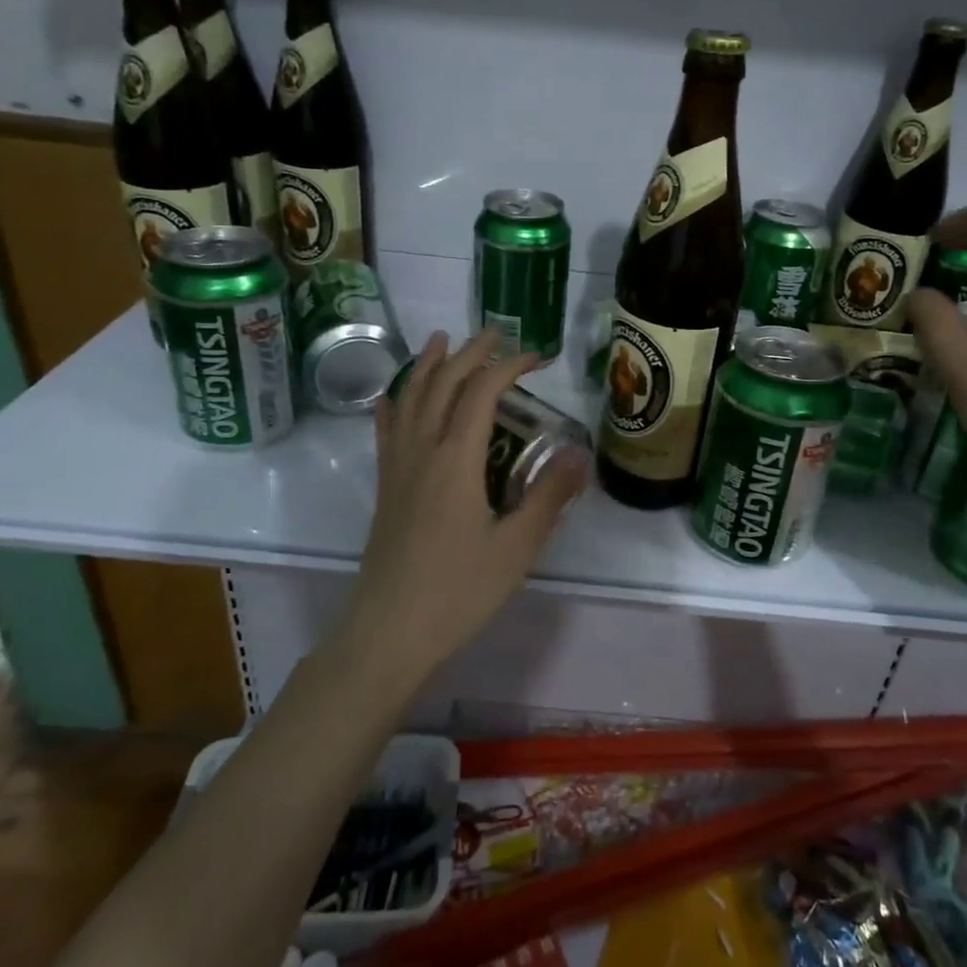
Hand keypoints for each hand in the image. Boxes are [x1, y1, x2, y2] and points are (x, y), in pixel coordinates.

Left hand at [341, 330, 588, 683]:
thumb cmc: (458, 592)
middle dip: (471, 354)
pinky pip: (386, 429)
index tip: (537, 357)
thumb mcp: (516, 548)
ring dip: (429, 365)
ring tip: (443, 341)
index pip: (482, 392)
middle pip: (442, 384)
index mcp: (456, 460)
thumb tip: (580, 456)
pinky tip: (395, 394)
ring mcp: (398, 468)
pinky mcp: (386, 487)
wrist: (389, 632)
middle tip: (497, 334)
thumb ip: (548, 497)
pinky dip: (395, 401)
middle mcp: (422, 451)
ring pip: (409, 398)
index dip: (509, 366)